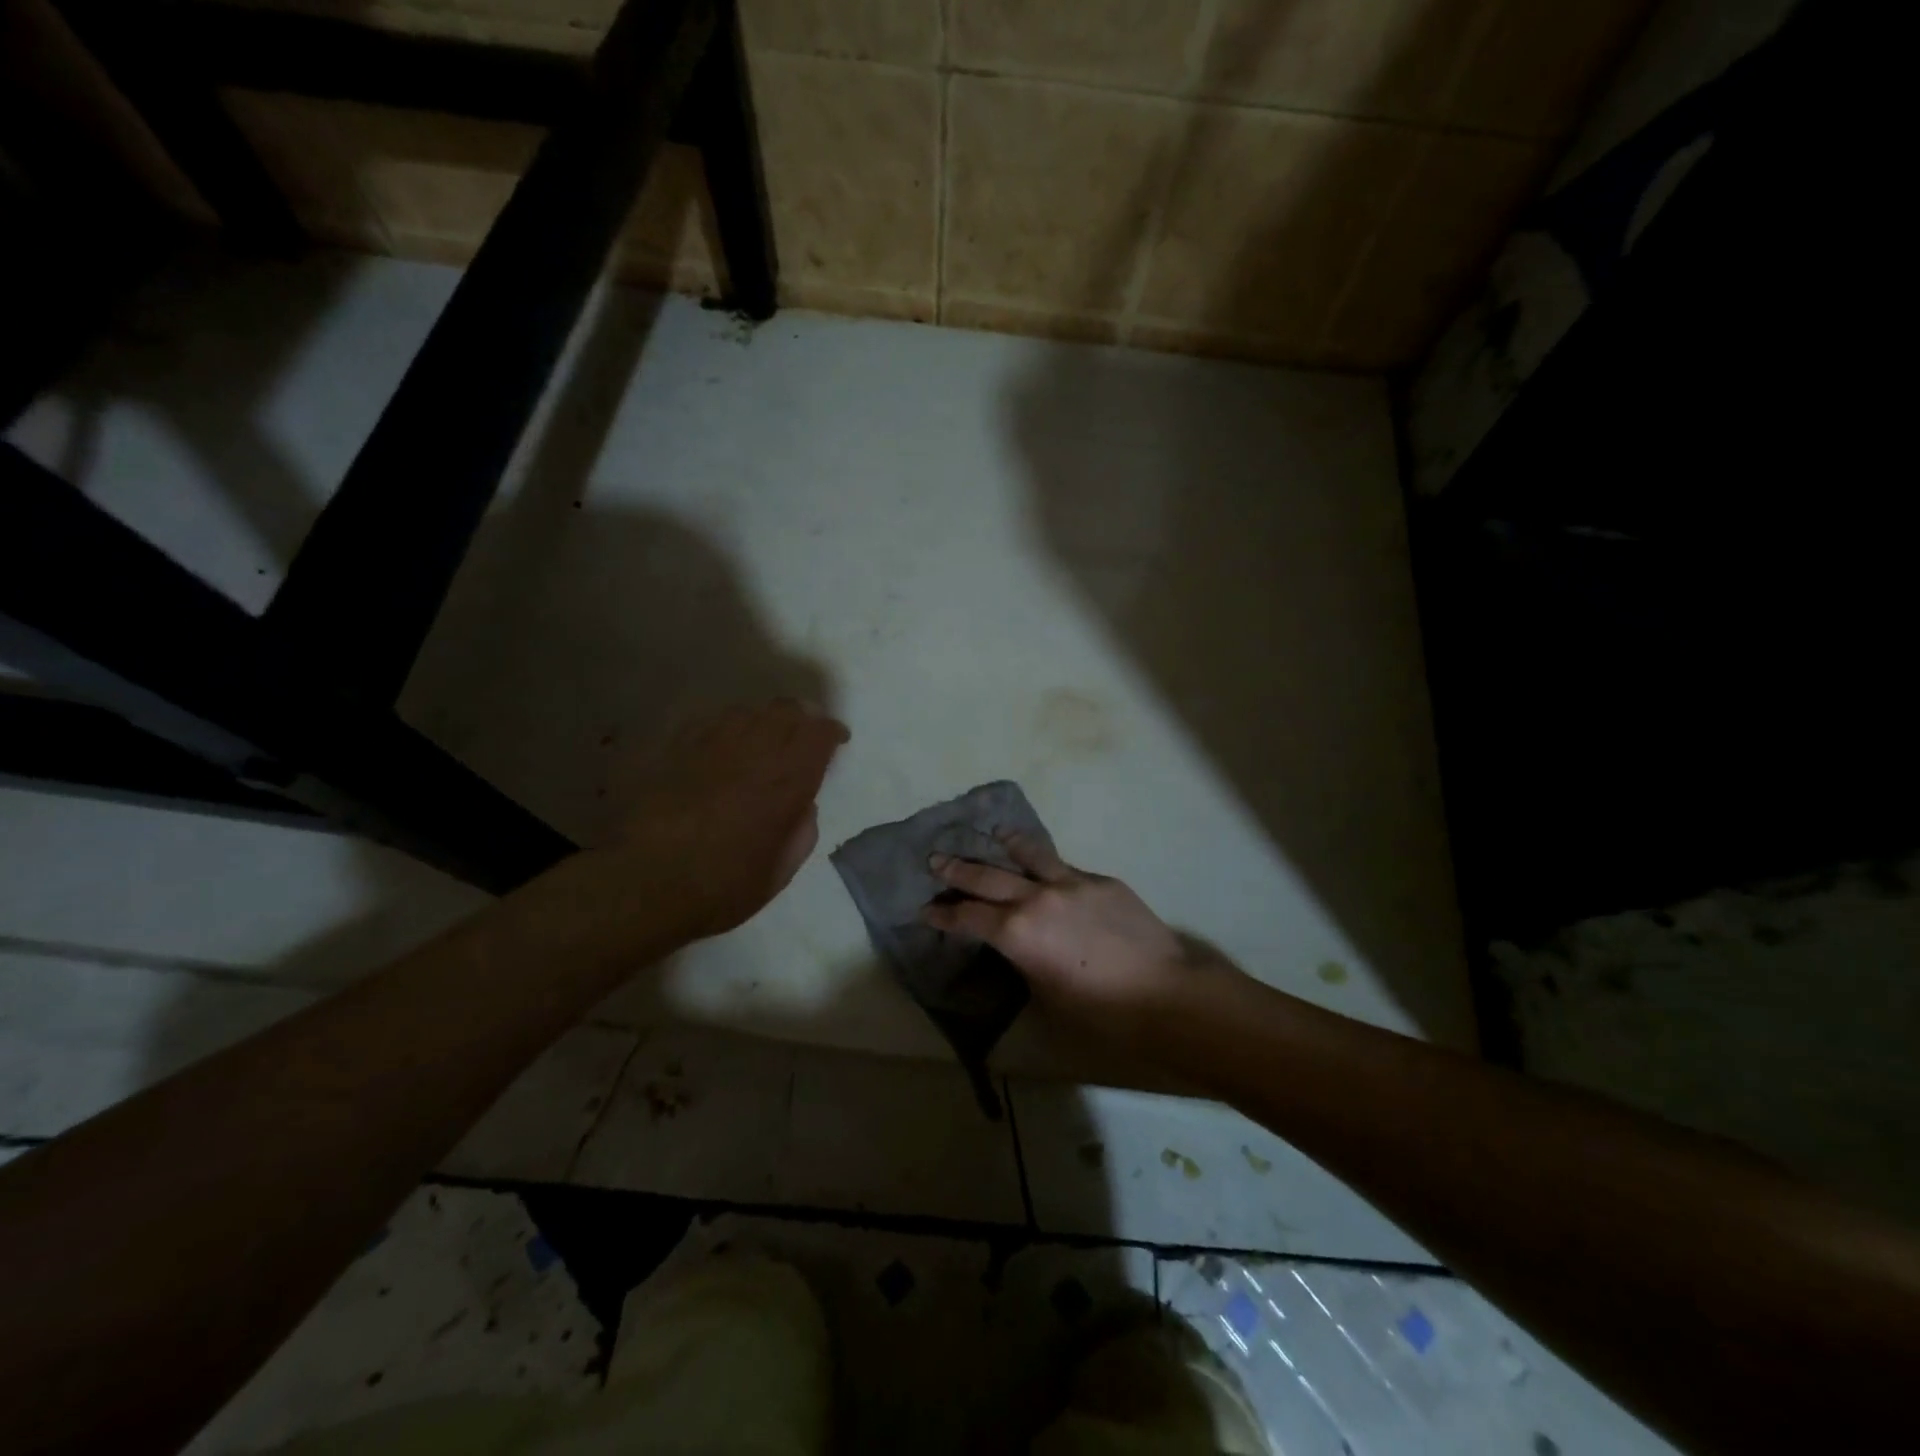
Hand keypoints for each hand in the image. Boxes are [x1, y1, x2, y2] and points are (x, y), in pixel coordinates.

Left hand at [600, 700, 848, 939]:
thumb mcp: (779, 872)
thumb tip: (803, 805)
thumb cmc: (721, 887)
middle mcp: (753, 753)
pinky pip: (708, 722)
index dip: (832, 731)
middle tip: (804, 733)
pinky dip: (725, 728)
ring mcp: (711, 746)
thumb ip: (801, 832)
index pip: (819, 734)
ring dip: (763, 720)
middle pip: (786, 710)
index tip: (837, 740)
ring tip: (762, 738)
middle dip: (802, 716)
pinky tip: (721, 746)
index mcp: (786, 782)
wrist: (643, 884)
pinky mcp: (675, 749)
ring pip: (747, 711)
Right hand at [920, 832, 1225, 1048]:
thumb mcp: (1047, 999)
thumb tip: (1020, 951)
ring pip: (1030, 855)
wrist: (1166, 993)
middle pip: (988, 877)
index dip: (943, 915)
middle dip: (957, 870)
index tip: (926, 909)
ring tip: (994, 833)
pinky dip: (1049, 866)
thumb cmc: (1101, 1014)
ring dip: (1007, 844)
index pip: (968, 917)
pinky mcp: (1102, 881)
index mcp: (1017, 933)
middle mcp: (1037, 898)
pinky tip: (1049, 869)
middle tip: (936, 859)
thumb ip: (1025, 966)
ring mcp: (1072, 883)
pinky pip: (1066, 868)